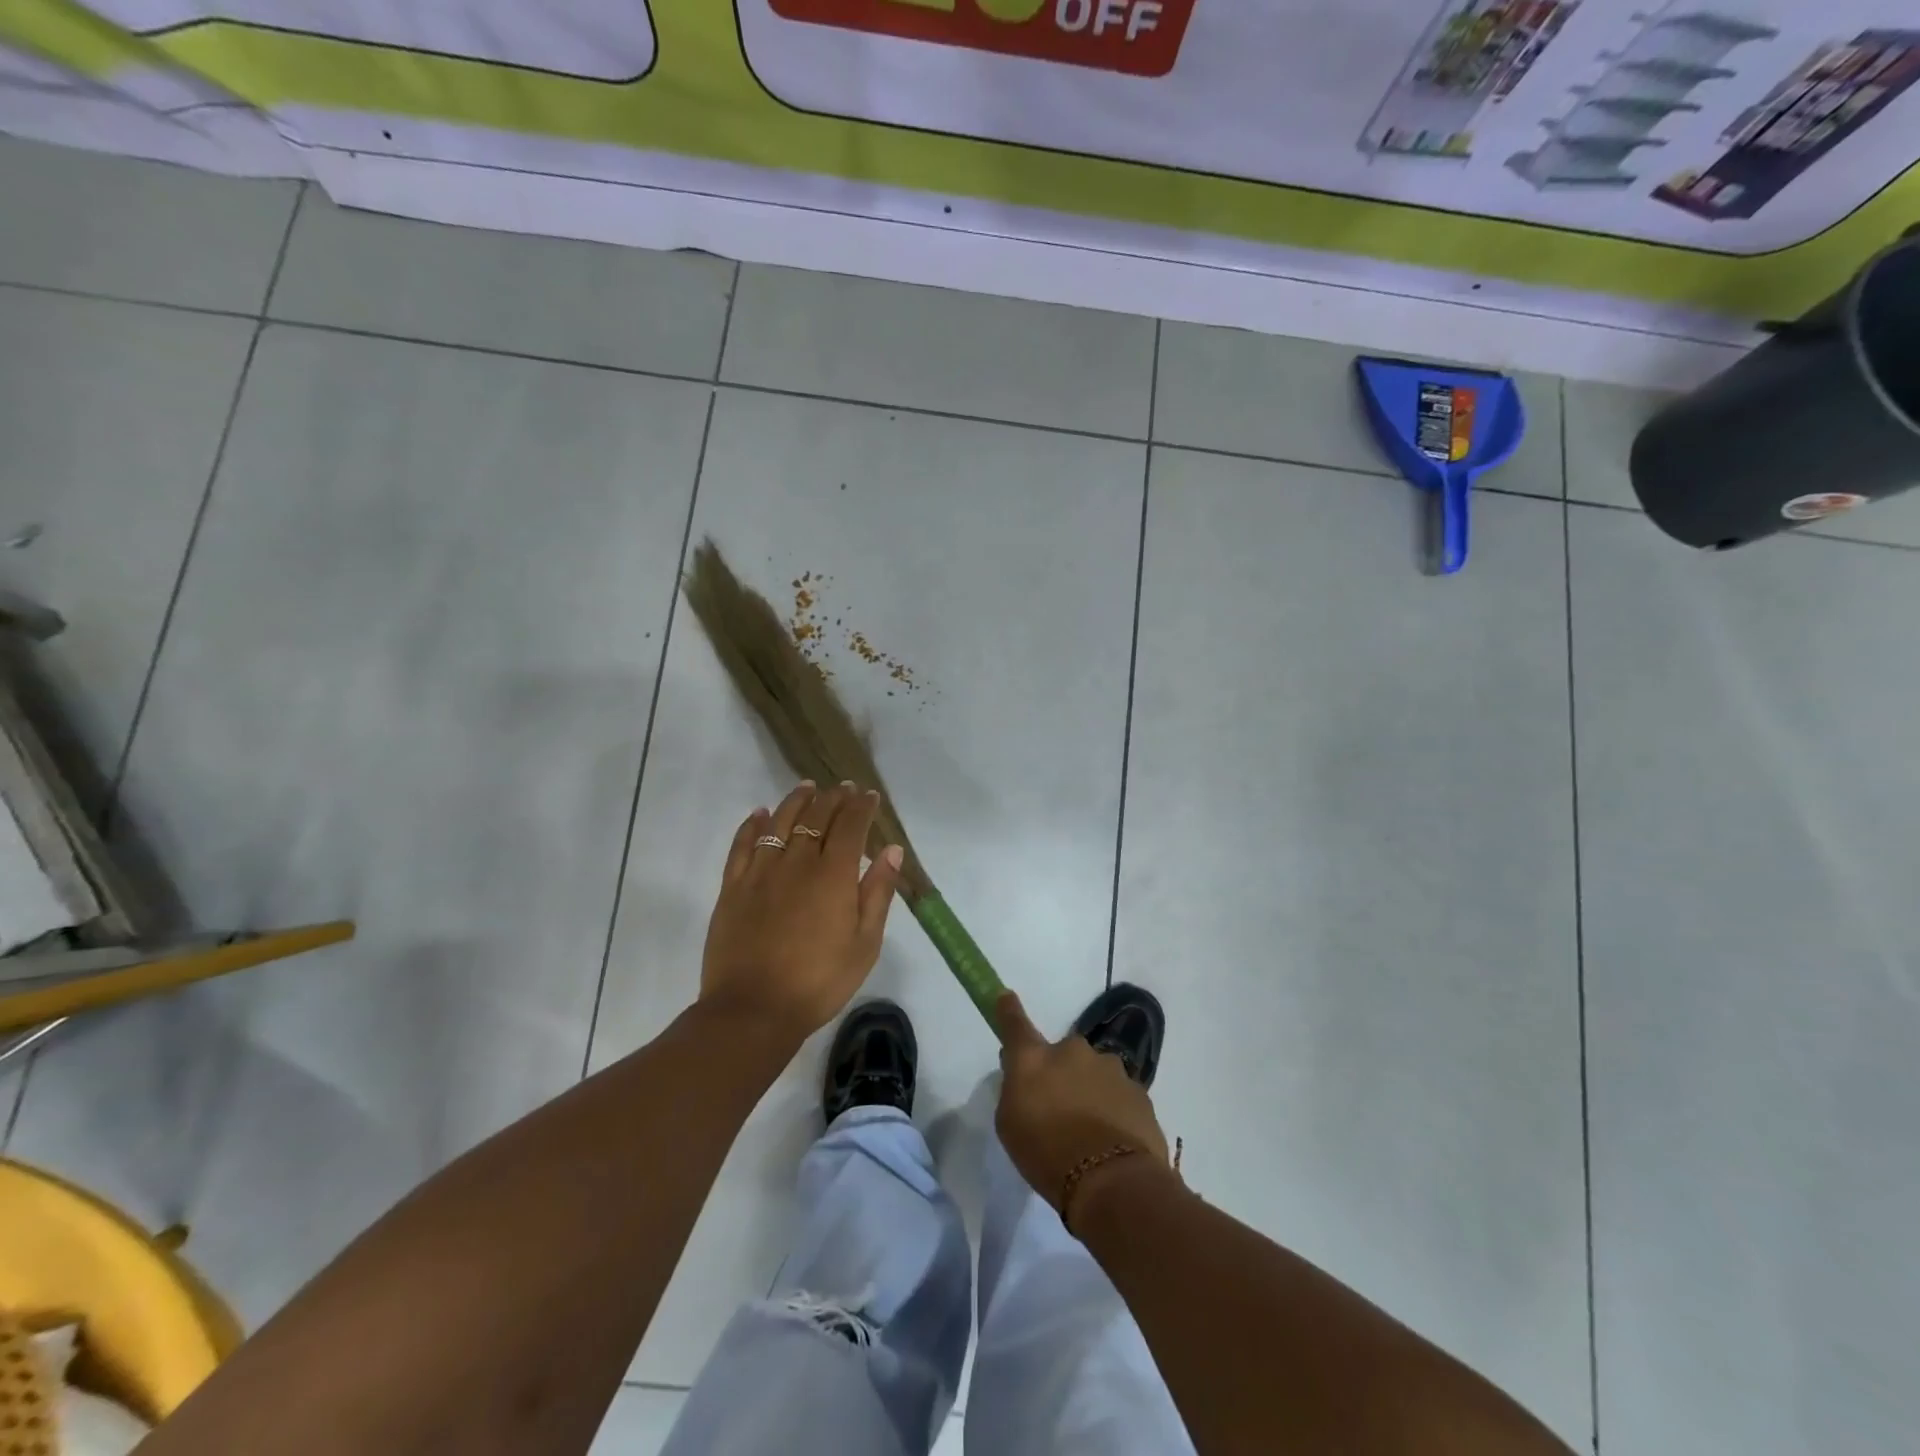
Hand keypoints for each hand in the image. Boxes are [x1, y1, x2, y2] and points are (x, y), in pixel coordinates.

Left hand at [700, 781, 902, 1042]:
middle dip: (834, 798)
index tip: (869, 795)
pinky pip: (743, 844)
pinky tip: (760, 814)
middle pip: (817, 816)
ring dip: (796, 800)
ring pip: (780, 822)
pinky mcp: (733, 886)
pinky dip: (752, 824)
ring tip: (807, 787)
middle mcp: (798, 861)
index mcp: (834, 875)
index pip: (851, 826)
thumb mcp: (865, 943)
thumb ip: (878, 892)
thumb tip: (892, 850)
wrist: (753, 1009)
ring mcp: (761, 871)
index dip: (862, 807)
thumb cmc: (819, 981)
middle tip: (843, 788)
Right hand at [995, 991, 1170, 1224]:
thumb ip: (1016, 1091)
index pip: (1015, 1024)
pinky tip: (1112, 1142)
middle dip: (1061, 1074)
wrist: (1112, 1181)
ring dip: (1090, 1091)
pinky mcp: (1139, 1092)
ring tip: (1090, 1133)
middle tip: (1059, 1109)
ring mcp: (1111, 1068)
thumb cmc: (1047, 1154)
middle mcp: (1073, 1051)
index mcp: (1035, 1058)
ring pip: (1094, 1073)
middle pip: (1063, 1055)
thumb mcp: (1011, 1125)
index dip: (1008, 1010)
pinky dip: (1113, 1111)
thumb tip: (1027, 1079)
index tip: (1005, 998)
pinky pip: (1119, 1096)